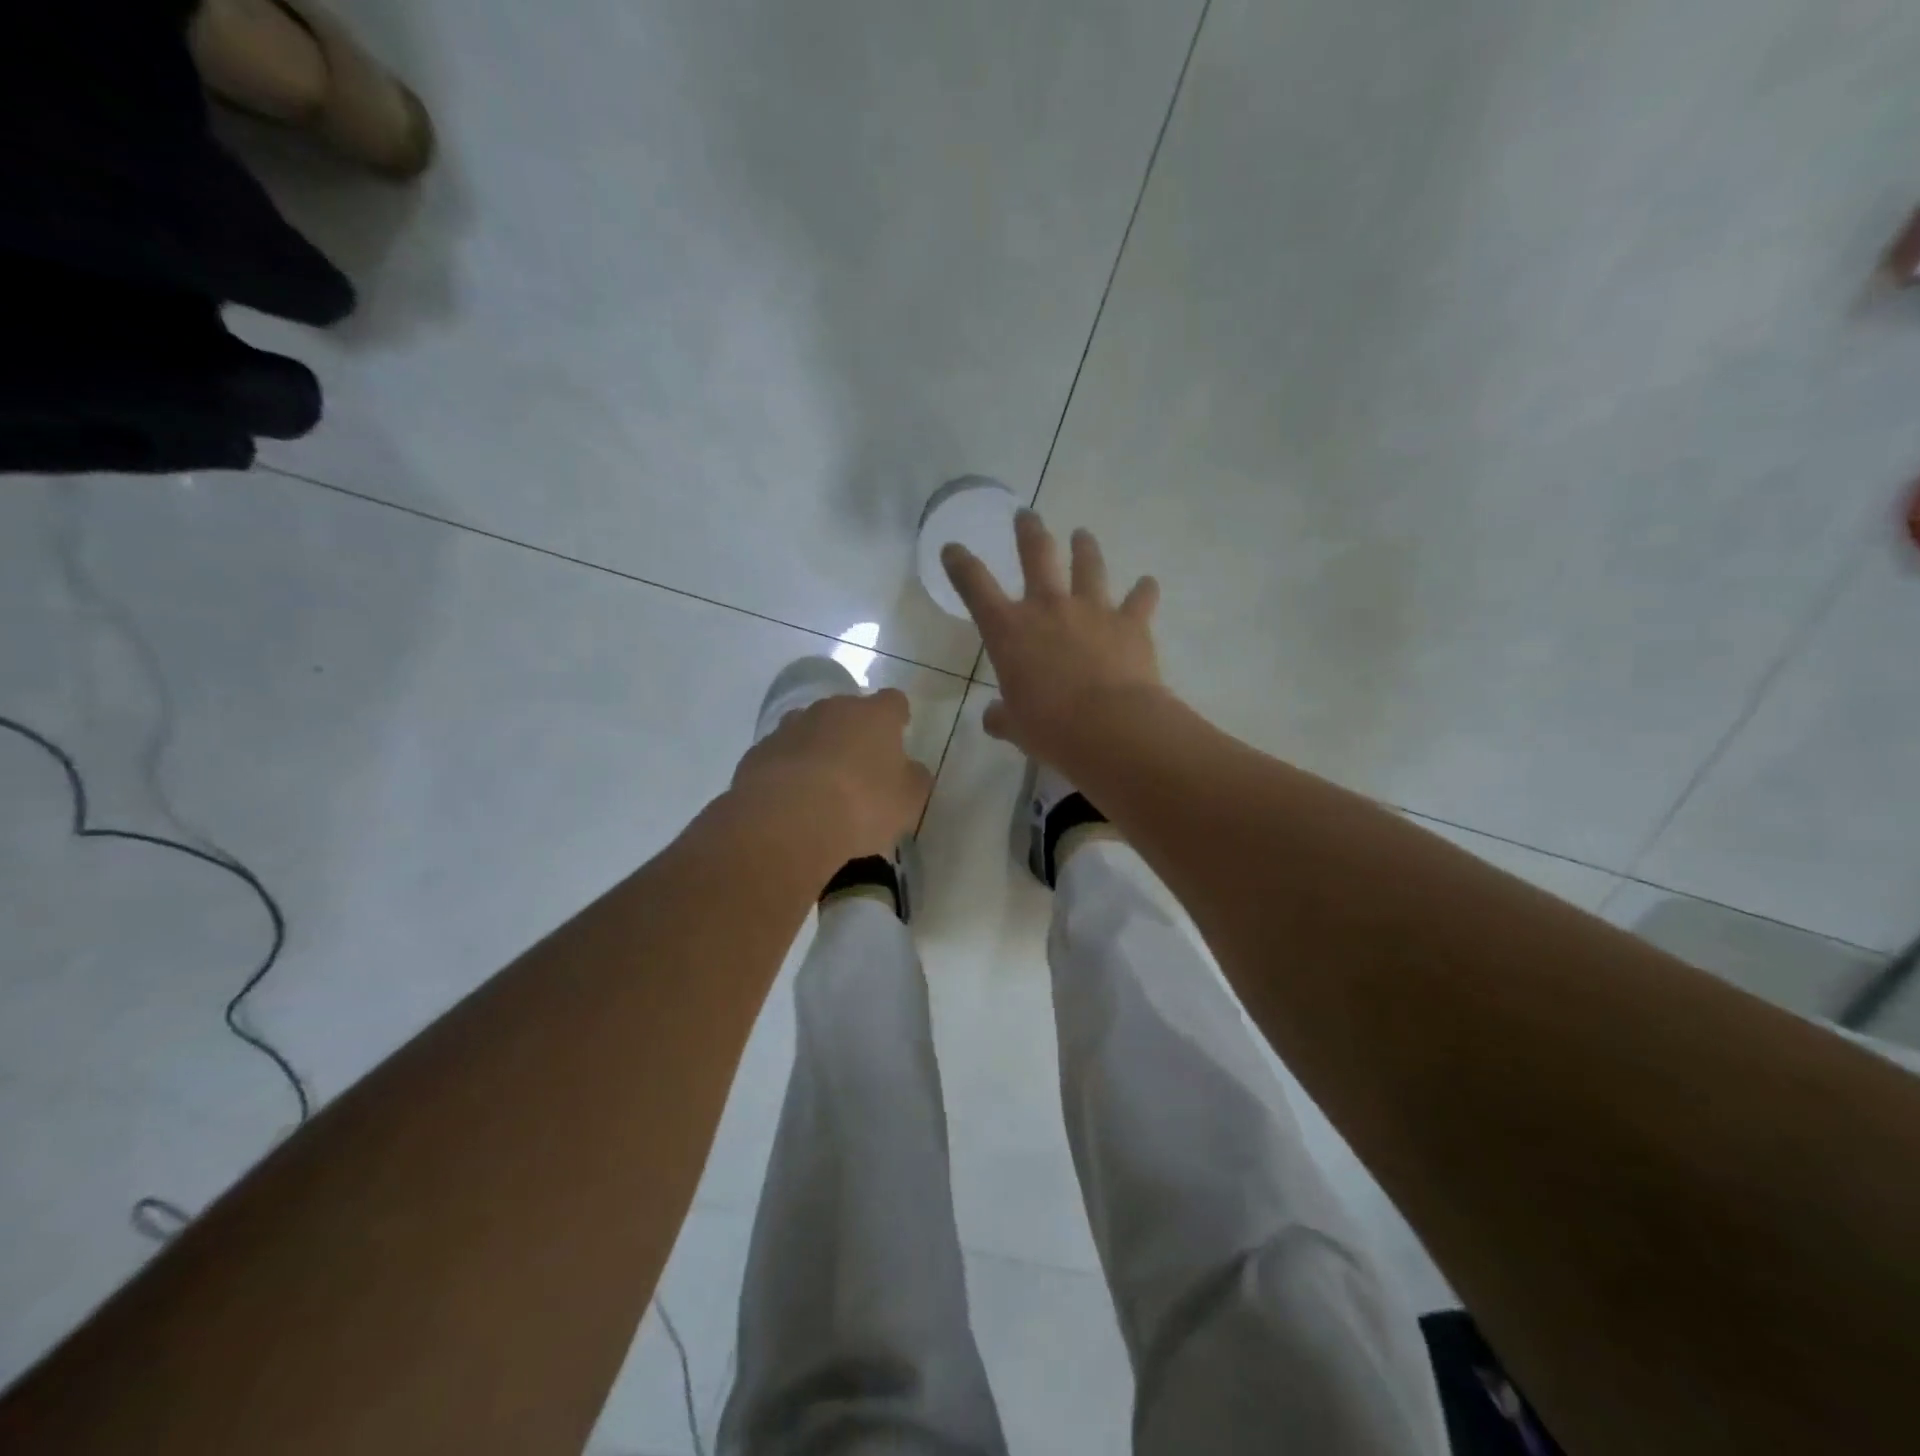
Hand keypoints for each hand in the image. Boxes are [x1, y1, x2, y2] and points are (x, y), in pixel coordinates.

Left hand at [730, 688, 933, 862]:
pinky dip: (788, 771)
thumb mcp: (908, 801)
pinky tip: (792, 801)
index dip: (897, 717)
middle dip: (854, 733)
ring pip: (809, 730)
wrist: (787, 821)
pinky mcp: (758, 753)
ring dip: (818, 748)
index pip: (893, 702)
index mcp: (874, 716)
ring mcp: (790, 728)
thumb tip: (911, 770)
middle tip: (861, 767)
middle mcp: (831, 710)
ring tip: (822, 786)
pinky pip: (781, 756)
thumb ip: (914, 780)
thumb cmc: (862, 805)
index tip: (899, 734)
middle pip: (847, 712)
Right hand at [942, 510, 1163, 764]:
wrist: (1110, 727)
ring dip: (1084, 547)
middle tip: (1027, 516)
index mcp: (1009, 631)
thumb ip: (1002, 717)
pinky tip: (1148, 583)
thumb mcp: (1016, 727)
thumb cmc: (1051, 728)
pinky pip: (1140, 599)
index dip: (961, 564)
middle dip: (1029, 532)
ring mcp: (1092, 609)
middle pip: (1036, 554)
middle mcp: (1048, 608)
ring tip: (1082, 535)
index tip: (953, 548)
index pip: (975, 586)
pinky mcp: (1131, 622)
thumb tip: (993, 717)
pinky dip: (1144, 590)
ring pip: (1088, 565)